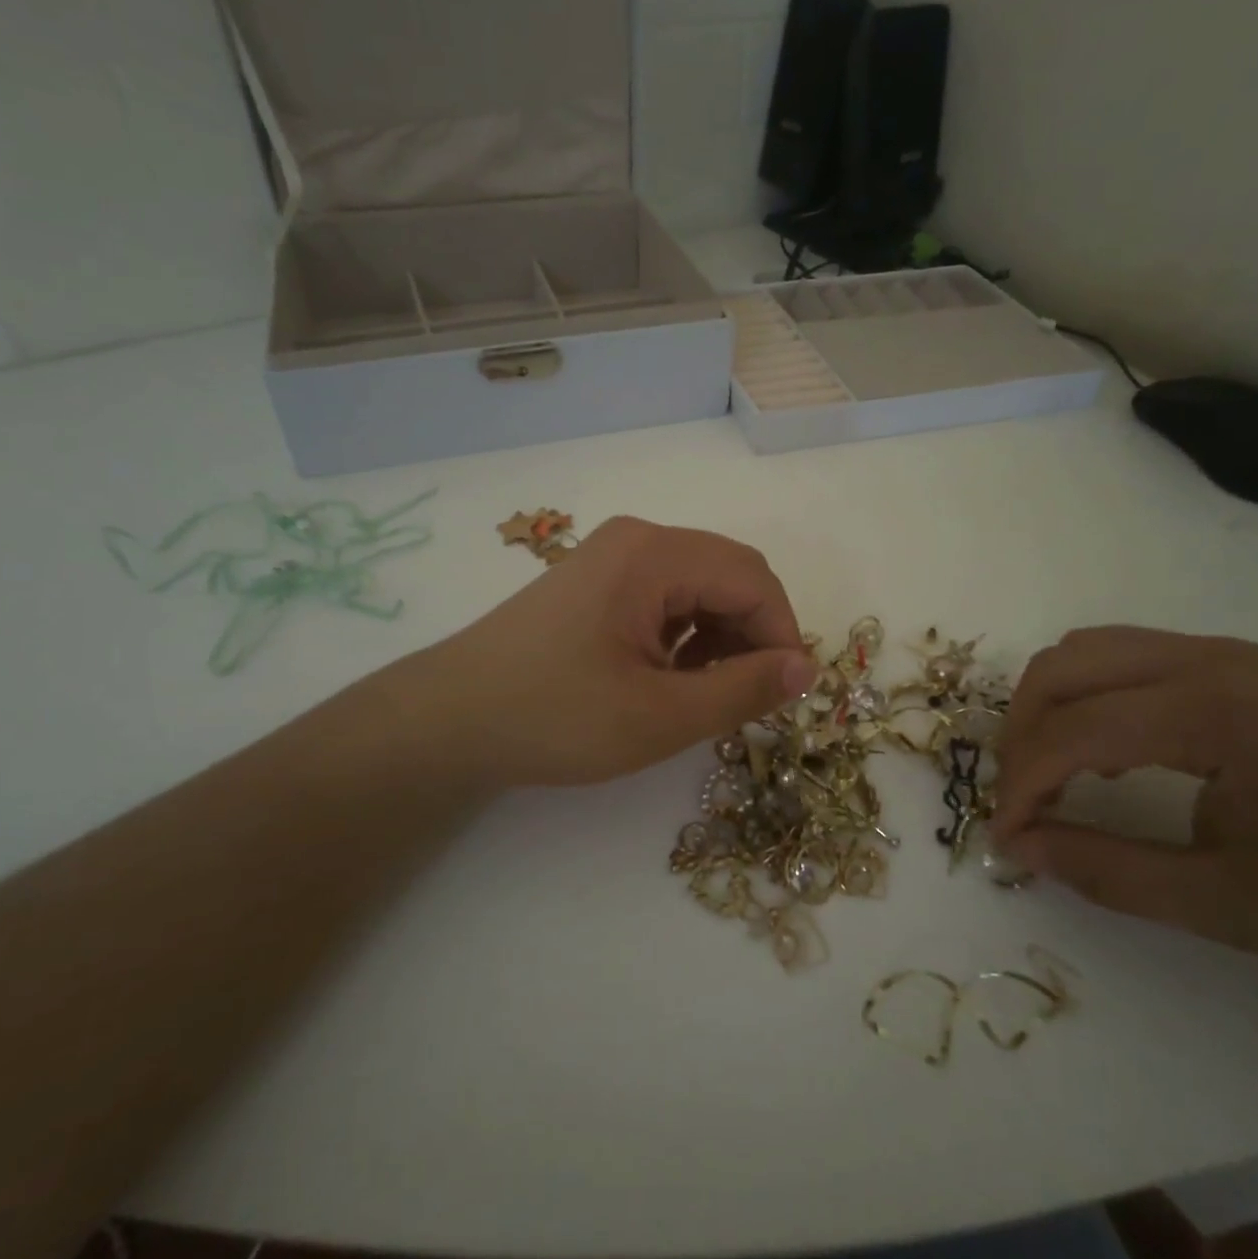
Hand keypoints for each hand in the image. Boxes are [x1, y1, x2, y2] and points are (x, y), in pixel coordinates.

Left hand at [412, 517, 815, 788]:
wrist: (450, 719)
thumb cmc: (555, 717)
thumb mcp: (659, 716)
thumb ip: (742, 690)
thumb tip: (807, 668)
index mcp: (654, 554)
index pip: (753, 579)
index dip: (782, 635)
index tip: (785, 696)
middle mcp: (637, 540)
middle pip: (729, 573)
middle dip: (753, 633)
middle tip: (749, 697)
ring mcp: (613, 557)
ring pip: (700, 585)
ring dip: (721, 635)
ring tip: (706, 693)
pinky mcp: (597, 581)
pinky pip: (666, 595)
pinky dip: (687, 633)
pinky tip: (671, 676)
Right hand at [990, 627, 1257, 1049]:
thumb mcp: (1227, 907)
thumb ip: (1106, 872)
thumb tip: (1019, 846)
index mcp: (1214, 710)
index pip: (1075, 730)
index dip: (1022, 783)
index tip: (1003, 837)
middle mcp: (1210, 658)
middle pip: (1063, 666)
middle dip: (1022, 731)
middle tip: (1022, 799)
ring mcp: (1227, 652)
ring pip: (1089, 649)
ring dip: (1052, 706)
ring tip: (1056, 773)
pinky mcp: (1239, 663)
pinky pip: (1129, 656)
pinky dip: (1093, 695)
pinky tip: (1112, 752)